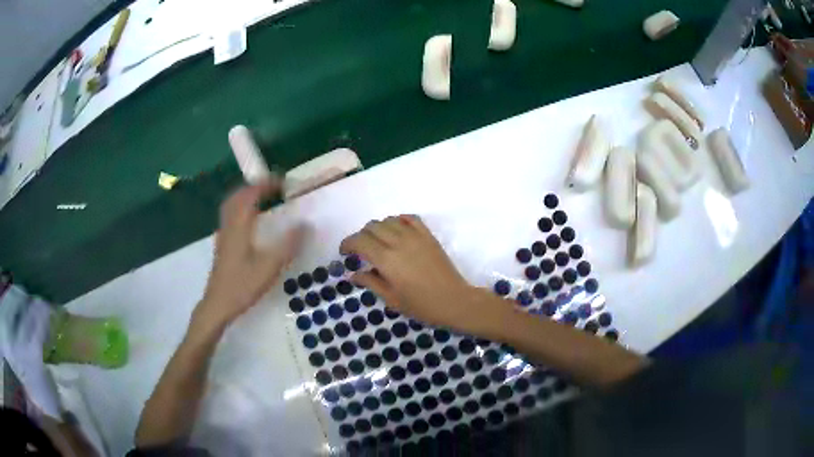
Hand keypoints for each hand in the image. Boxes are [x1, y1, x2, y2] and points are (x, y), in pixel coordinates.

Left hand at [197, 181, 303, 328]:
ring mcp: (223, 235)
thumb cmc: (242, 285)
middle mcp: (229, 226)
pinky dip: (241, 209)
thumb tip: (306, 224)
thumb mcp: (269, 267)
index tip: (283, 183)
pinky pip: (230, 217)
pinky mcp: (222, 245)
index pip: (250, 195)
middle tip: (272, 188)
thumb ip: (288, 244)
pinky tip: (251, 222)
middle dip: (254, 187)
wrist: (218, 305)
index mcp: (239, 226)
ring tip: (263, 199)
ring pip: (231, 206)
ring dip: (246, 197)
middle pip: (237, 196)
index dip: (266, 184)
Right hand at [340, 216, 491, 331]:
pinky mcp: (428, 235)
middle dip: (361, 236)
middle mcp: (398, 242)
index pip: (359, 241)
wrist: (454, 301)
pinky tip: (397, 230)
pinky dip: (399, 220)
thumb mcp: (391, 299)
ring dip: (378, 228)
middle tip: (360, 251)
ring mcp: (415, 236)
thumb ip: (370, 282)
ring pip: (389, 220)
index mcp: (386, 259)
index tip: (344, 253)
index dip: (347, 243)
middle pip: (372, 227)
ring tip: (378, 242)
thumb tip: (352, 274)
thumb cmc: (421, 305)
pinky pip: (410, 218)